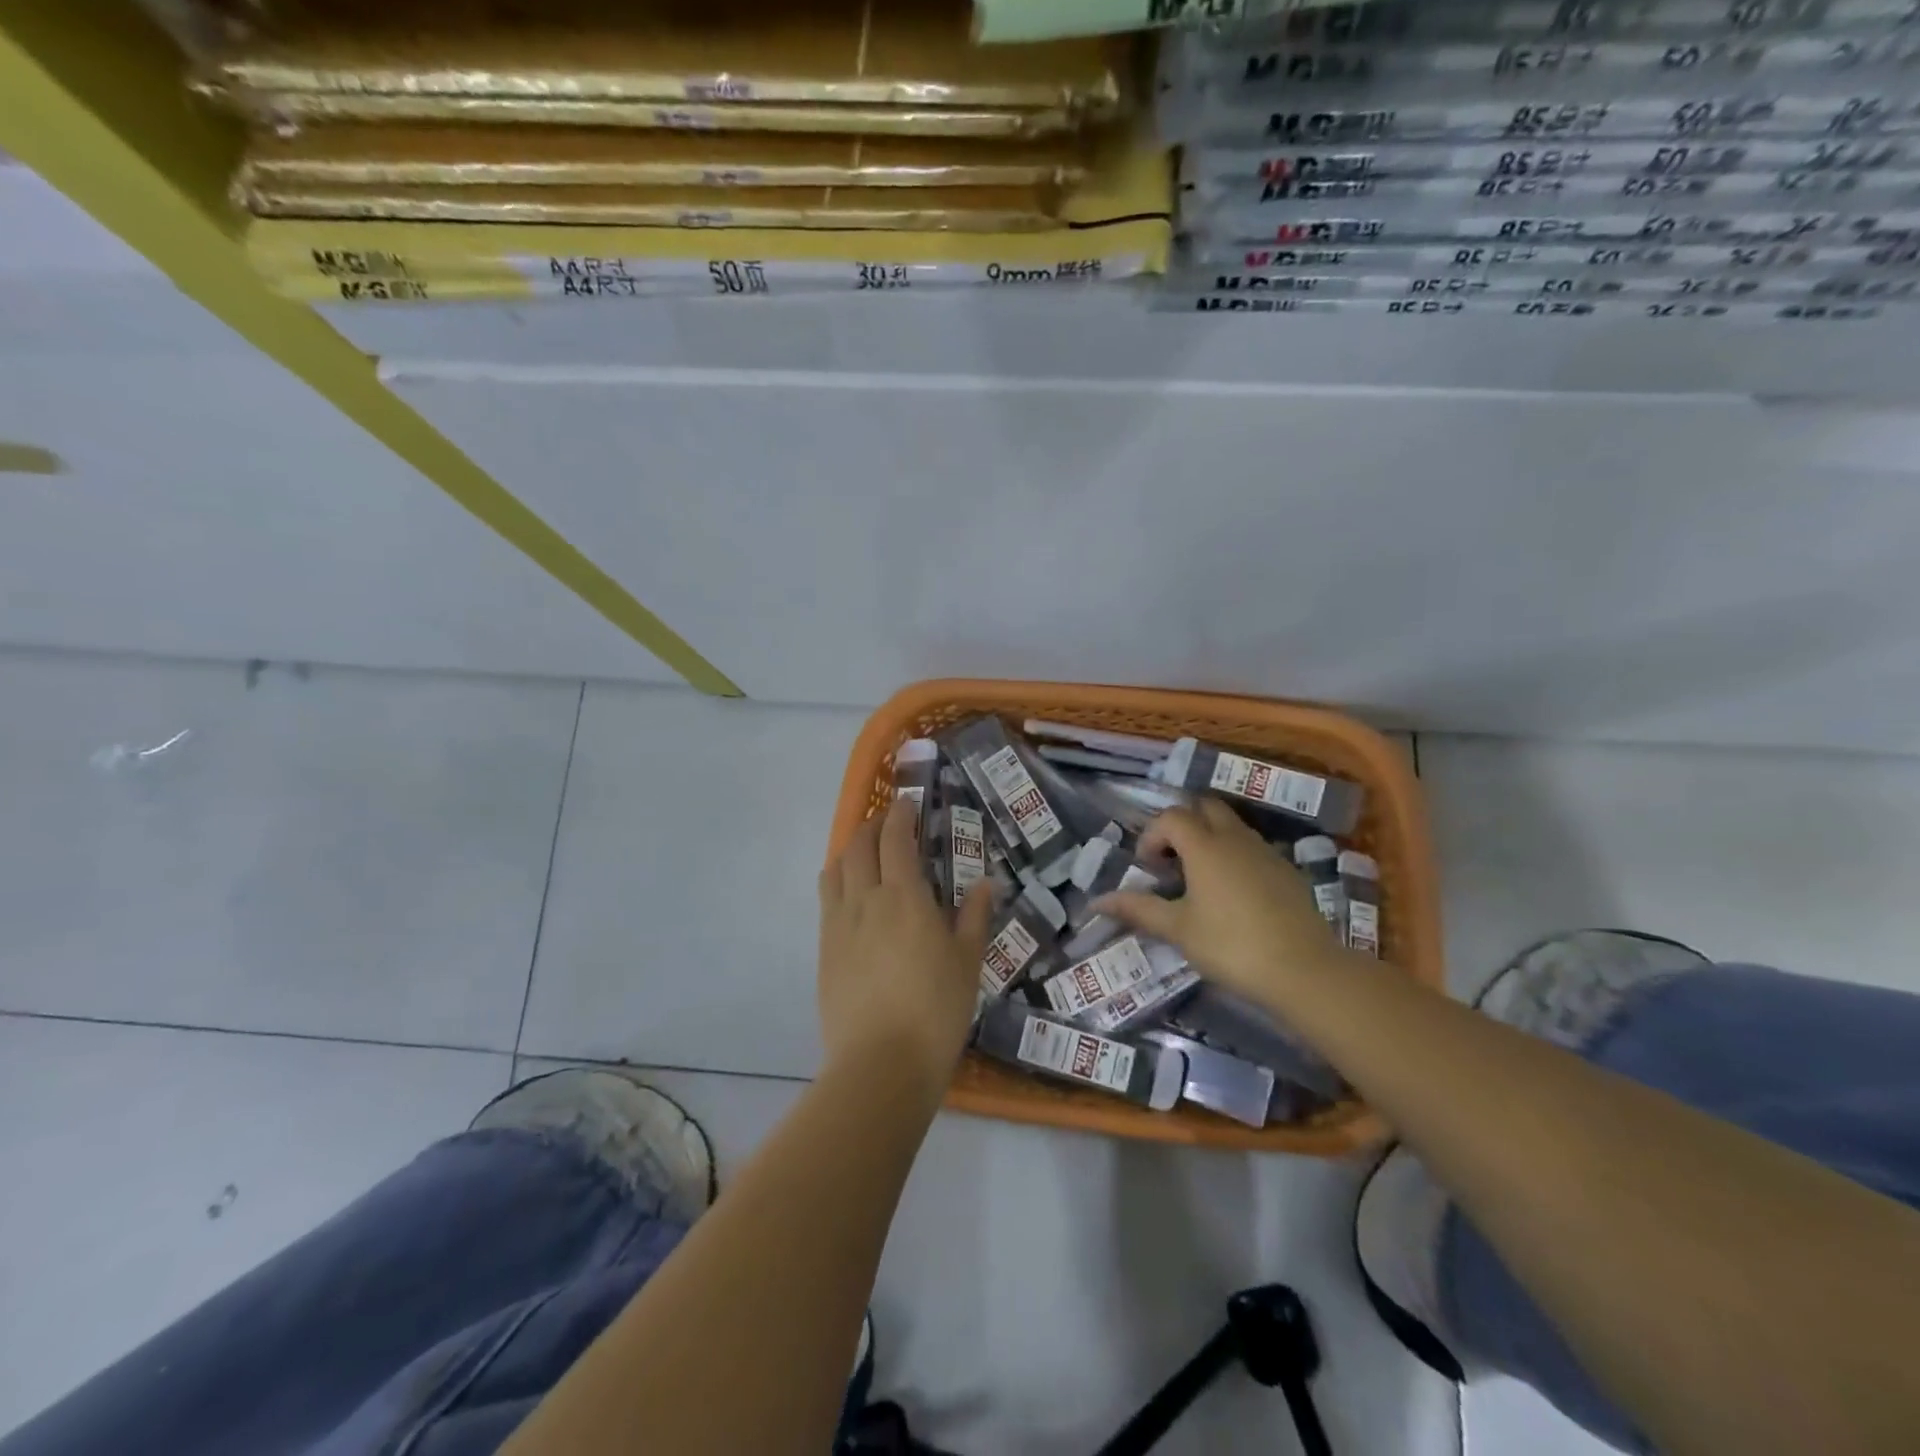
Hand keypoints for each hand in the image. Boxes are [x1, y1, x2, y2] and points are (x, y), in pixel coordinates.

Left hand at [817, 797, 994, 1096]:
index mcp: (904, 897)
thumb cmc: (936, 1011)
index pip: (895, 839)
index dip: (900, 815)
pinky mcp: (824, 949)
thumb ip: (973, 917)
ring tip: (867, 852)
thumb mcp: (967, 962)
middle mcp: (865, 899)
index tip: (909, 804)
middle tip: (891, 824)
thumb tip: (985, 883)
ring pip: (836, 867)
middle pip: (859, 846)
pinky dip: (838, 879)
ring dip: (851, 849)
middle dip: (874, 826)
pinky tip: (852, 893)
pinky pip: (826, 898)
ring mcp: (838, 924)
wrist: (881, 1064)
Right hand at [1094, 799, 1348, 1012]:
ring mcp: (1265, 852)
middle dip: (1182, 825)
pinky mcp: (1286, 871)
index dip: (1152, 835)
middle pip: (1204, 808)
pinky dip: (1233, 856)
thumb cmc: (1231, 945)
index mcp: (1205, 846)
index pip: (1171, 817)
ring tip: (1198, 879)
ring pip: (1231, 826)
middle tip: (1171, 861)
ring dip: (1209, 839)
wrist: (1304, 970)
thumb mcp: (1178, 930)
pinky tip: (1231, 895)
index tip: (1147, 868)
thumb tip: (1097, 901)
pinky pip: (1252, 847)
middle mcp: (1235, 838)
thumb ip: (1138, 909)